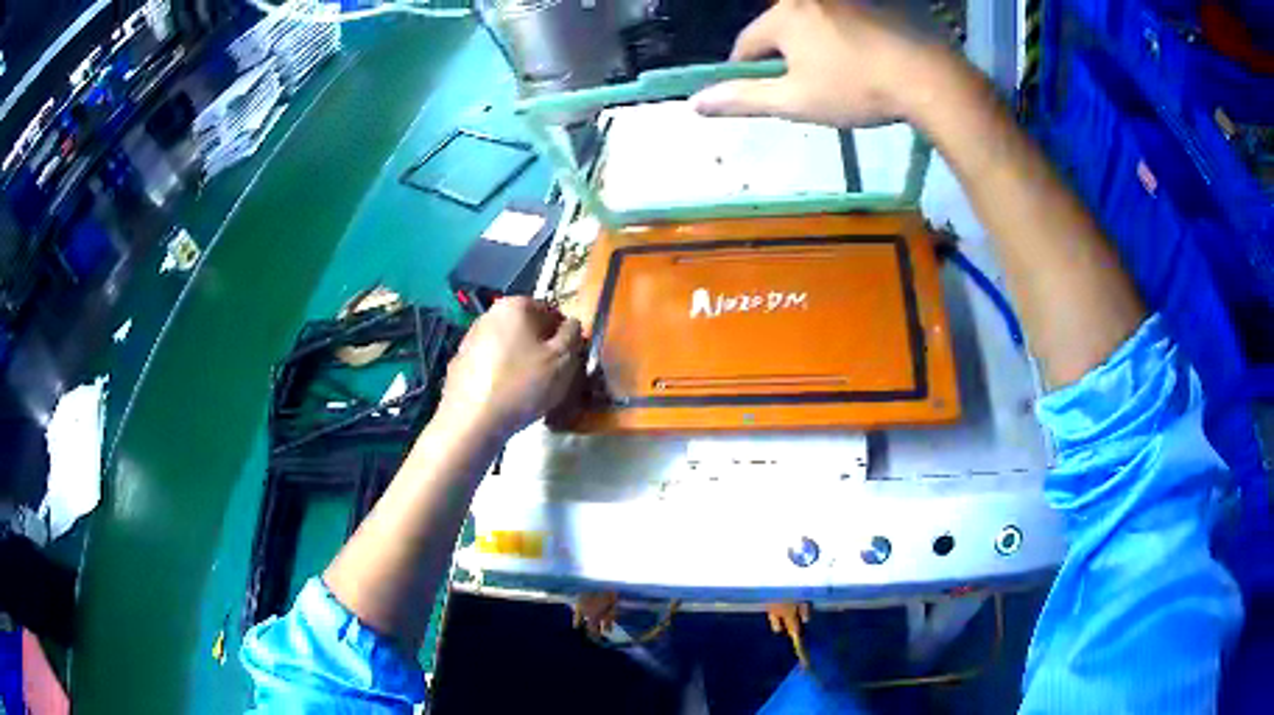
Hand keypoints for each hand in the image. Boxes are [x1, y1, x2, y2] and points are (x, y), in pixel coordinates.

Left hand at [437, 297, 583, 440]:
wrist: (471, 421)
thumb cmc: (521, 385)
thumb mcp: (562, 360)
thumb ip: (573, 335)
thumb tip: (571, 324)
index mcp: (515, 305)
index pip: (552, 312)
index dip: (565, 338)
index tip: (568, 361)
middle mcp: (490, 314)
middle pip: (527, 330)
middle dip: (541, 350)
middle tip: (551, 379)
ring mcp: (470, 338)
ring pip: (508, 348)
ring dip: (521, 363)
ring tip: (529, 392)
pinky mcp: (460, 363)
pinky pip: (491, 365)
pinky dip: (501, 376)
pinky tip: (506, 399)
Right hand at [691, 0, 950, 127]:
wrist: (928, 78)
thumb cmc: (857, 89)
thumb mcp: (795, 101)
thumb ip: (744, 99)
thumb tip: (695, 103)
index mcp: (783, 16)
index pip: (747, 44)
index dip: (745, 71)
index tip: (756, 93)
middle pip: (780, 30)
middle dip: (784, 57)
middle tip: (805, 88)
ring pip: (813, 24)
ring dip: (814, 47)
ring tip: (837, 76)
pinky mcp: (874, 6)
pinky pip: (843, 21)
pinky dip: (843, 39)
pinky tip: (862, 61)